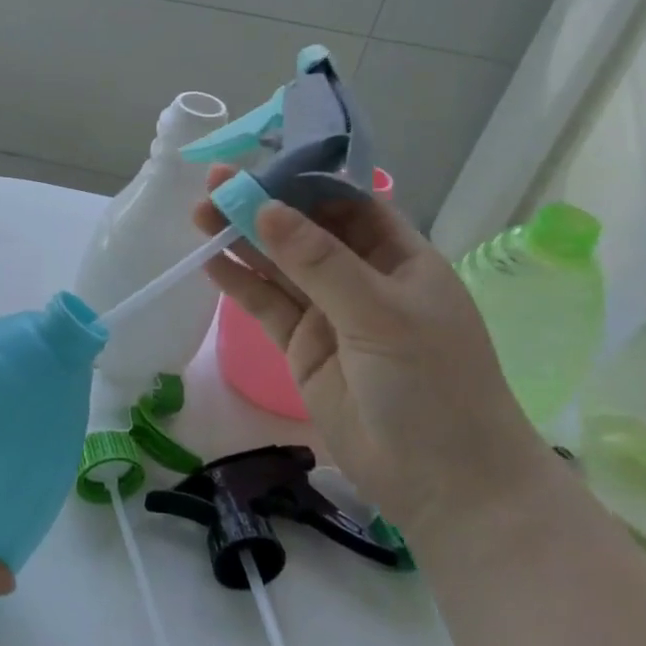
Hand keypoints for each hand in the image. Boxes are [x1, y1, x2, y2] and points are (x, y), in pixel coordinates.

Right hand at [195, 168, 555, 546]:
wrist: (446, 485)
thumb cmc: (434, 385)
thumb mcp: (380, 315)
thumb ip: (319, 262)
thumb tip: (265, 207)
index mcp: (399, 257)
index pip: (345, 203)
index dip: (302, 179)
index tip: (257, 160)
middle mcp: (361, 278)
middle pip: (303, 231)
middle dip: (262, 206)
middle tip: (212, 185)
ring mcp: (329, 313)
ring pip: (279, 266)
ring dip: (241, 240)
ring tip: (198, 215)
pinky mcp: (302, 347)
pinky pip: (266, 305)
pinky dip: (239, 283)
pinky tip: (210, 260)